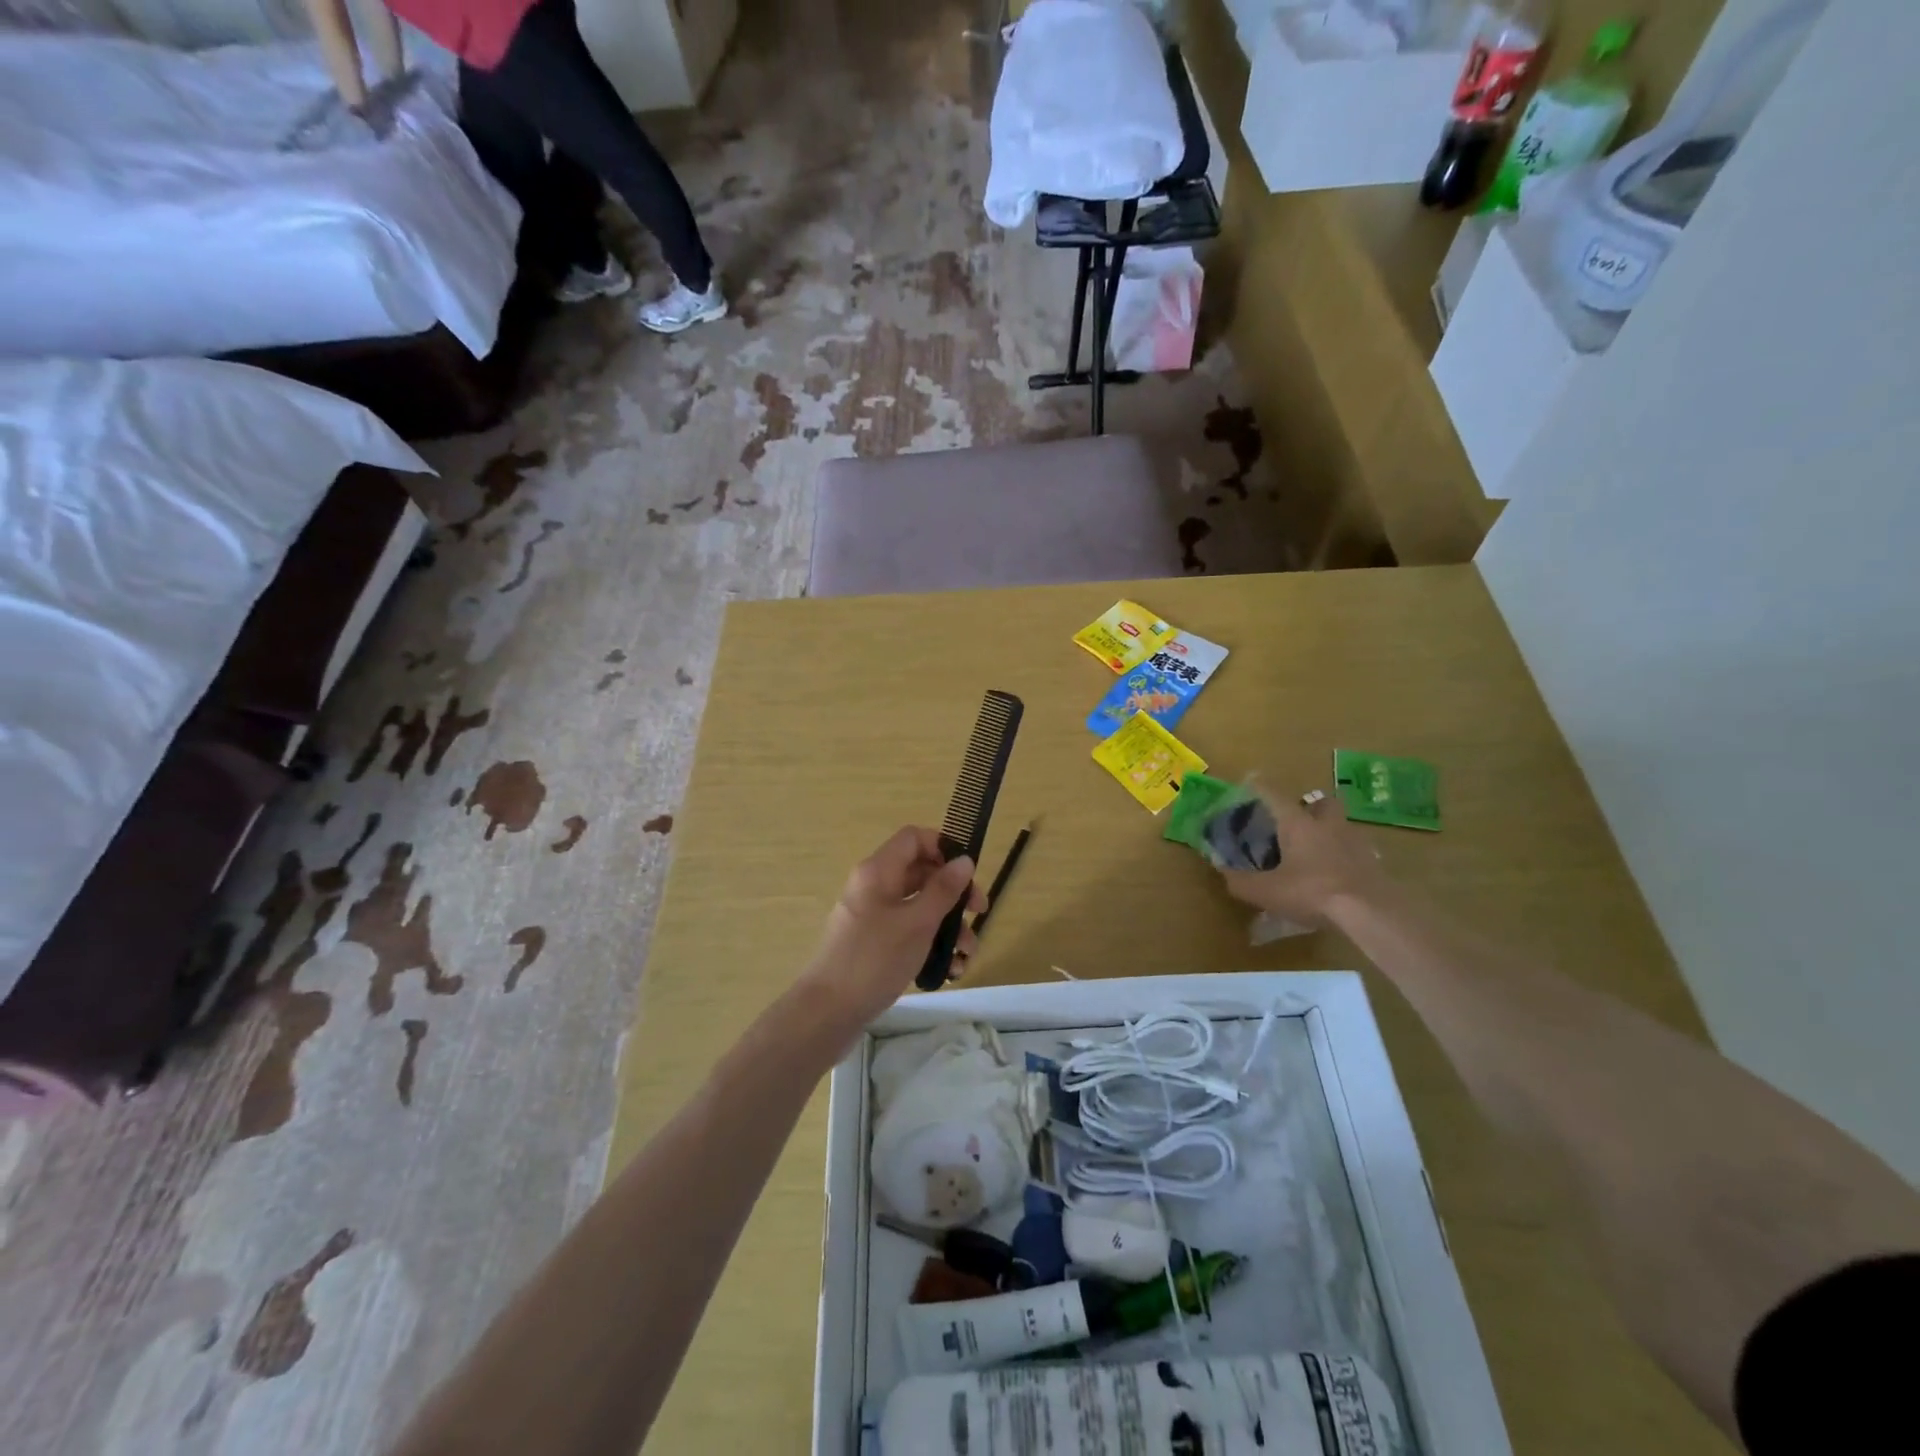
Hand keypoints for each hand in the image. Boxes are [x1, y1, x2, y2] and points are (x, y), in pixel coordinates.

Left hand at [800, 827, 985, 1025]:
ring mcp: (872, 915)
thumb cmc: (874, 959)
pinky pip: (907, 931)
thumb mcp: (917, 922)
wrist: (828, 1011)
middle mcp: (874, 886)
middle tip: (979, 914)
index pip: (914, 838)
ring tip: (966, 956)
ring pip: (918, 906)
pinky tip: (948, 969)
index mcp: (878, 871)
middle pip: (921, 873)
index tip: (968, 873)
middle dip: (954, 893)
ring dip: (948, 925)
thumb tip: (965, 860)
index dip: (943, 847)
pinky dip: (929, 943)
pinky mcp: (873, 942)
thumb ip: (944, 890)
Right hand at [1220, 791, 1389, 926]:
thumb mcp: (1266, 892)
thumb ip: (1240, 881)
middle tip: (1296, 821)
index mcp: (1298, 824)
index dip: (1260, 786)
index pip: (1274, 795)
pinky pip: (1355, 850)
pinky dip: (1344, 856)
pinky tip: (1336, 874)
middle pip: (1322, 802)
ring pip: (1341, 825)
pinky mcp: (1374, 863)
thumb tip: (1223, 872)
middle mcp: (1327, 825)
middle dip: (1310, 806)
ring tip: (1315, 851)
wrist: (1371, 913)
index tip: (1250, 780)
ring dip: (1329, 831)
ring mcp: (1355, 842)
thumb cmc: (1312, 892)